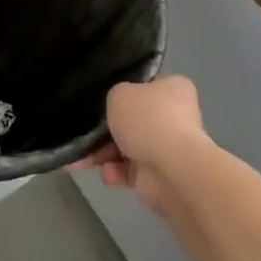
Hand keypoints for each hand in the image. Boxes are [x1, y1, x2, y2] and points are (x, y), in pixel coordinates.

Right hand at [95, 76, 211, 219]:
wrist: (170, 168)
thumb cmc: (147, 120)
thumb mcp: (120, 94)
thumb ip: (115, 96)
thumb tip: (119, 108)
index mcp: (174, 87)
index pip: (146, 86)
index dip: (124, 92)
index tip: (103, 102)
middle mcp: (175, 115)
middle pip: (133, 120)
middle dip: (106, 131)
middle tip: (87, 134)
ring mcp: (169, 146)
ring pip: (128, 146)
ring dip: (104, 154)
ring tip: (85, 160)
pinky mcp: (160, 173)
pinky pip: (131, 170)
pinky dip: (116, 172)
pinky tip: (108, 174)